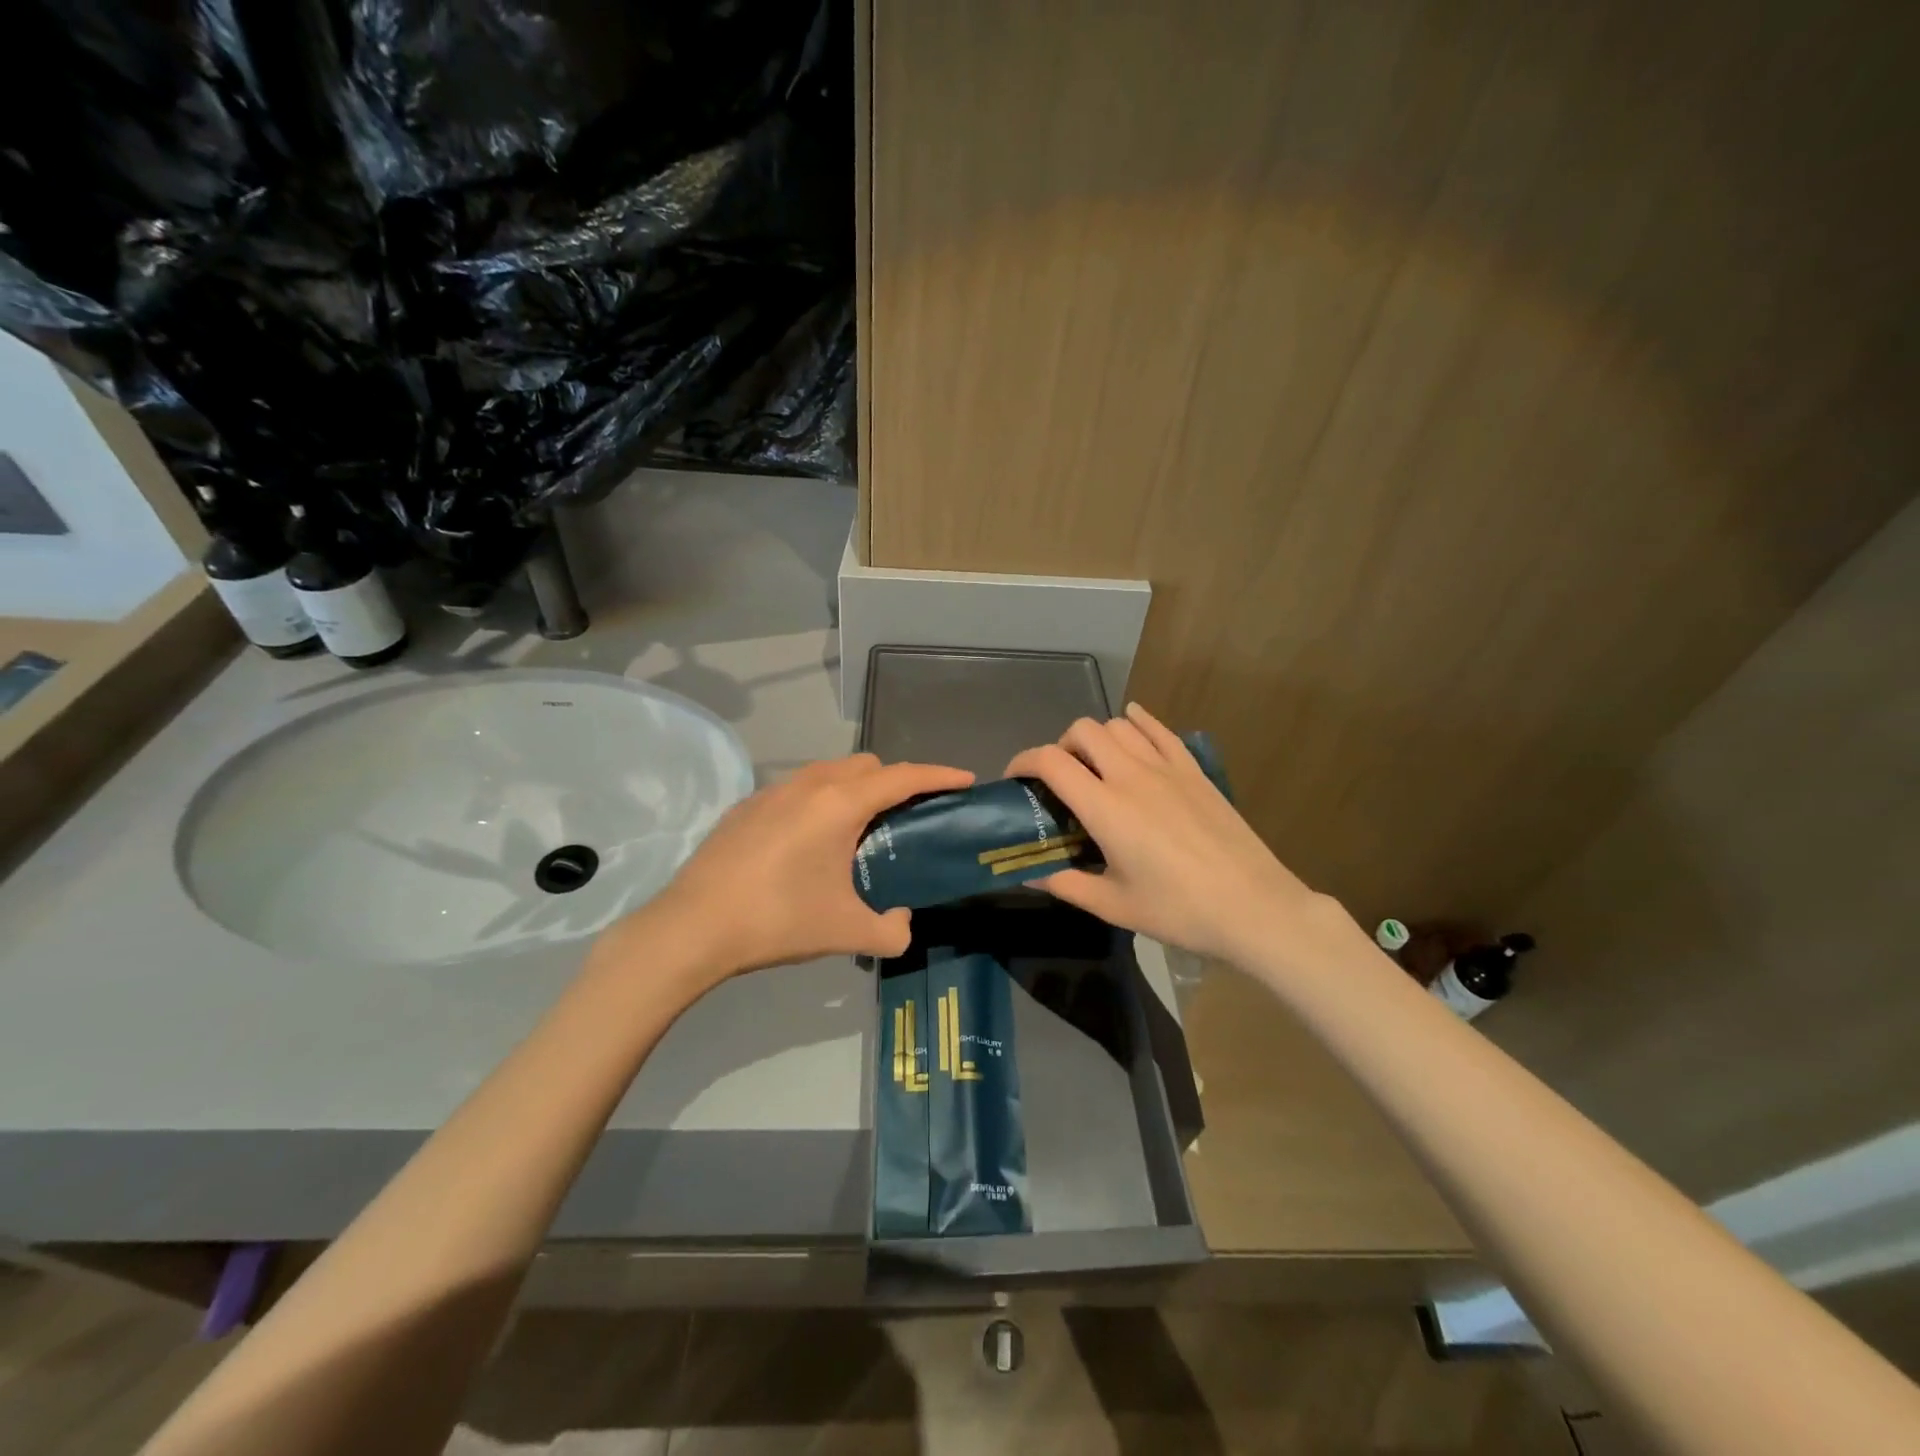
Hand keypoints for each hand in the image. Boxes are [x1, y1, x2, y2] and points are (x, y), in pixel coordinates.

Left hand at [607, 754, 974, 987]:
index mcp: (840, 804)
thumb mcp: (846, 932)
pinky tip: (808, 845)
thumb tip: (901, 924)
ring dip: (854, 788)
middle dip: (895, 781)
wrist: (692, 928)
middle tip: (906, 819)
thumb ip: (890, 930)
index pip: (903, 777)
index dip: (939, 775)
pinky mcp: (746, 807)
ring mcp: (772, 791)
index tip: (965, 779)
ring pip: (829, 772)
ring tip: (857, 831)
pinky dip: (819, 802)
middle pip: (867, 765)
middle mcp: (809, 784)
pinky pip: (797, 790)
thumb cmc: (778, 921)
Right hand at [1005, 704, 1341, 966]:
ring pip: (1118, 725)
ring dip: (1096, 738)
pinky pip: (1160, 729)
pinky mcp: (1193, 770)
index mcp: (1105, 808)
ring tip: (1095, 765)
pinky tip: (1132, 723)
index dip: (1023, 762)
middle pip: (1082, 731)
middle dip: (1060, 747)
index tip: (1016, 780)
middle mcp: (1131, 775)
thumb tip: (1026, 875)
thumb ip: (1064, 884)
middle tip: (1060, 780)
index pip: (1050, 761)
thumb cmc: (1179, 910)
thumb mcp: (1113, 905)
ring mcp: (1166, 767)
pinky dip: (1138, 721)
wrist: (1253, 906)